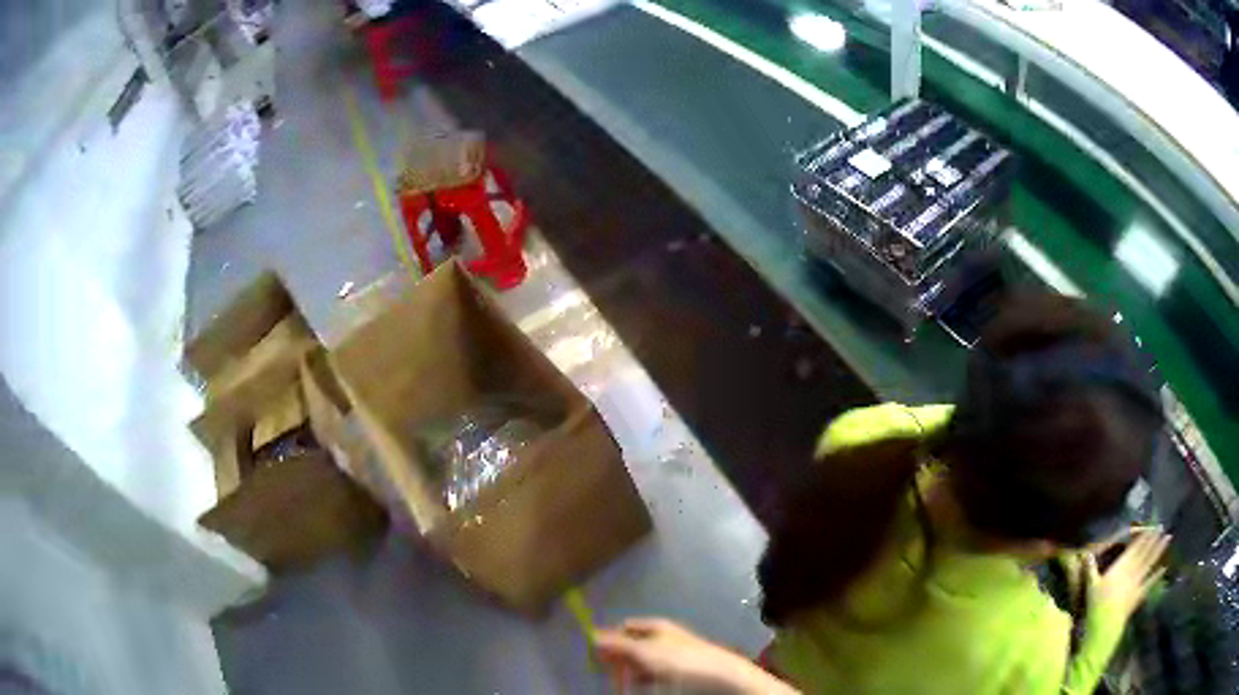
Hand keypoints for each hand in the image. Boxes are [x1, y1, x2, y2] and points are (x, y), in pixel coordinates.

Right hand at [594, 617, 797, 693]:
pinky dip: (645, 681)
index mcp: (655, 626)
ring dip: (631, 674)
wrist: (722, 677)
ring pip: (642, 664)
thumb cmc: (681, 661)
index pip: (623, 628)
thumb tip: (590, 636)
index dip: (609, 640)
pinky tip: (643, 688)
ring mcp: (672, 655)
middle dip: (619, 661)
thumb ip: (616, 644)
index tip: (596, 658)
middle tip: (610, 676)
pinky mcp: (680, 672)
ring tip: (625, 686)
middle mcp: (663, 637)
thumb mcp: (643, 652)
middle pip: (631, 646)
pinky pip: (654, 675)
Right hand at [1092, 529, 1170, 617]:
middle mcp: (1132, 570)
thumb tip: (1086, 554)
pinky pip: (1150, 583)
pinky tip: (1164, 568)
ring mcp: (1137, 583)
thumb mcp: (1090, 587)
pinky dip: (1157, 575)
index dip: (1144, 536)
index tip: (1152, 525)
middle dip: (1154, 539)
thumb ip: (1090, 570)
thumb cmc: (1096, 606)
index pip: (1135, 547)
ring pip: (1150, 562)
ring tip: (1168, 538)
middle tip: (1162, 526)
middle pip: (1145, 552)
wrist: (1104, 627)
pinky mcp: (1139, 595)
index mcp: (1121, 566)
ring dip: (1159, 550)